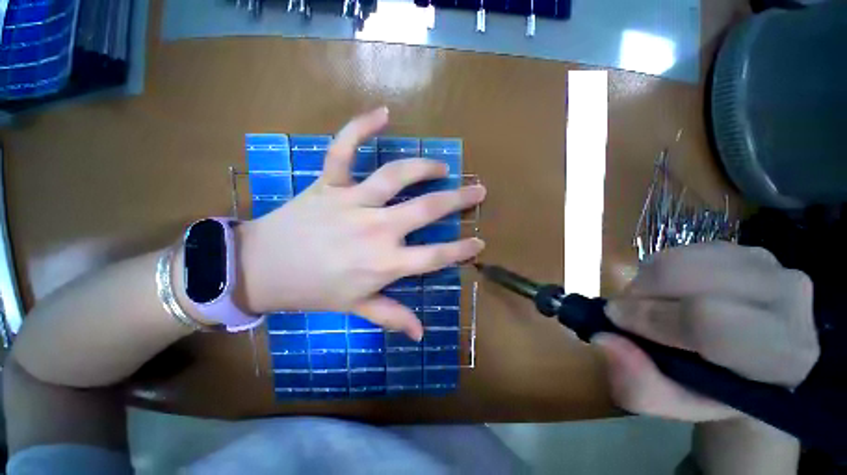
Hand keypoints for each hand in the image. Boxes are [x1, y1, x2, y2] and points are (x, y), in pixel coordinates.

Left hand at [237, 108, 485, 339]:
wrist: (261, 270)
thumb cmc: (312, 291)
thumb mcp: (355, 308)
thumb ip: (391, 317)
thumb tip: (420, 333)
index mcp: (384, 263)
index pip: (435, 257)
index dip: (462, 250)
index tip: (480, 242)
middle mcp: (376, 229)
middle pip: (427, 210)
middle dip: (458, 200)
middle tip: (478, 190)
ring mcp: (352, 202)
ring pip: (396, 176)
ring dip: (424, 167)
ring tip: (441, 166)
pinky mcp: (329, 184)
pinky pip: (344, 149)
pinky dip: (361, 127)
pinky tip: (383, 113)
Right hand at [592, 242, 819, 421]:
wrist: (754, 364)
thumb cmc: (717, 392)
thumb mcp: (678, 405)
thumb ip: (640, 385)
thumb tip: (604, 340)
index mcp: (784, 352)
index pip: (707, 320)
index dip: (650, 318)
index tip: (616, 320)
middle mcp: (788, 296)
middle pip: (687, 278)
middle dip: (640, 294)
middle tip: (629, 314)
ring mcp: (767, 263)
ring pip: (678, 259)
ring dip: (646, 282)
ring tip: (649, 305)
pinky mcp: (742, 248)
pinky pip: (680, 250)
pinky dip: (657, 271)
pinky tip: (667, 293)